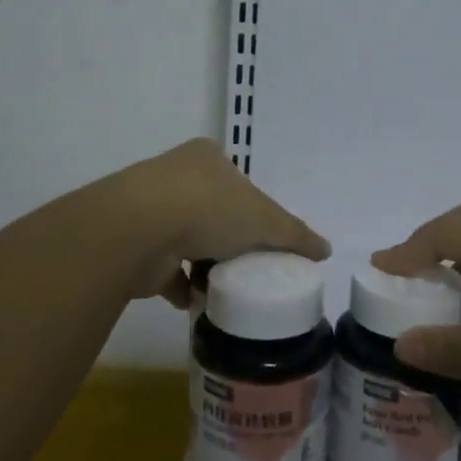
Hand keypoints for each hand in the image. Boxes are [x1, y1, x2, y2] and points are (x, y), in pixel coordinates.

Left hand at [118, 139, 330, 305]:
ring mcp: (150, 209)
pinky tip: (201, 302)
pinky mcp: (134, 244)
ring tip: (229, 287)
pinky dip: (181, 286)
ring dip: (205, 263)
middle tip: (251, 264)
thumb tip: (325, 250)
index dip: (255, 208)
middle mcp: (176, 176)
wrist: (138, 229)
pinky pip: (165, 269)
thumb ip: (295, 234)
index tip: (266, 237)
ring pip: (187, 239)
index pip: (238, 182)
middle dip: (230, 238)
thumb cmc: (208, 208)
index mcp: (207, 157)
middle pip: (212, 210)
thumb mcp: (265, 219)